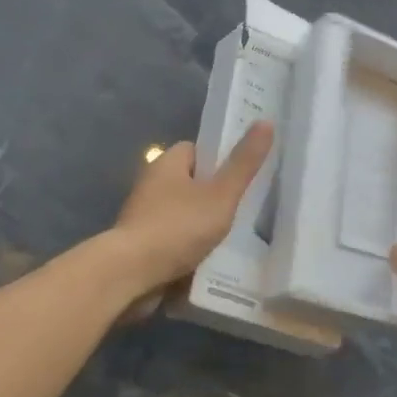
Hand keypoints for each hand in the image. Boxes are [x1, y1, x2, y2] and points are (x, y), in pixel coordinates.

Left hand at [110, 122, 273, 296]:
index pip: (196, 149)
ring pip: (183, 213)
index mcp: (166, 163)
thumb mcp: (220, 195)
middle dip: (213, 195)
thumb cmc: (178, 227)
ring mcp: (144, 216)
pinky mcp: (142, 244)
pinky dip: (189, 246)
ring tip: (232, 236)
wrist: (131, 274)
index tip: (241, 174)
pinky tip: (210, 259)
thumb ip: (243, 164)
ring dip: (202, 224)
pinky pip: (173, 239)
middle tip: (244, 208)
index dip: (219, 159)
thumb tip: (266, 122)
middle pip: (190, 182)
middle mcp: (151, 184)